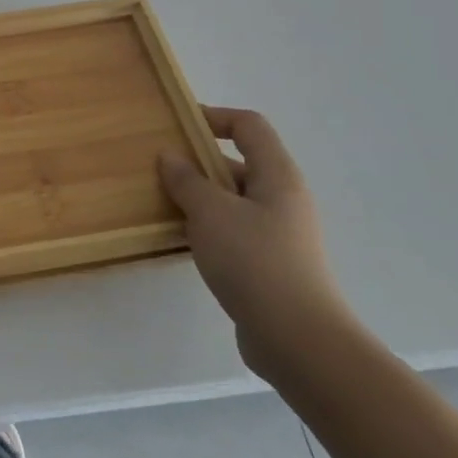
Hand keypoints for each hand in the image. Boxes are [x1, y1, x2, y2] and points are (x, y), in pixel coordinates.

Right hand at [159, 107, 354, 382]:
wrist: (298, 341)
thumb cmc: (255, 261)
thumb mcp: (210, 212)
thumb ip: (187, 179)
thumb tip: (171, 156)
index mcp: (277, 176)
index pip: (249, 126)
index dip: (214, 117)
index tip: (177, 125)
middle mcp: (283, 200)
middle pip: (238, 163)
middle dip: (198, 162)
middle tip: (159, 169)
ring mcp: (279, 235)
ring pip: (232, 201)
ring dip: (199, 198)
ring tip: (163, 204)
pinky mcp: (269, 266)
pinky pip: (233, 232)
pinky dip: (207, 229)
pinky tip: (182, 241)